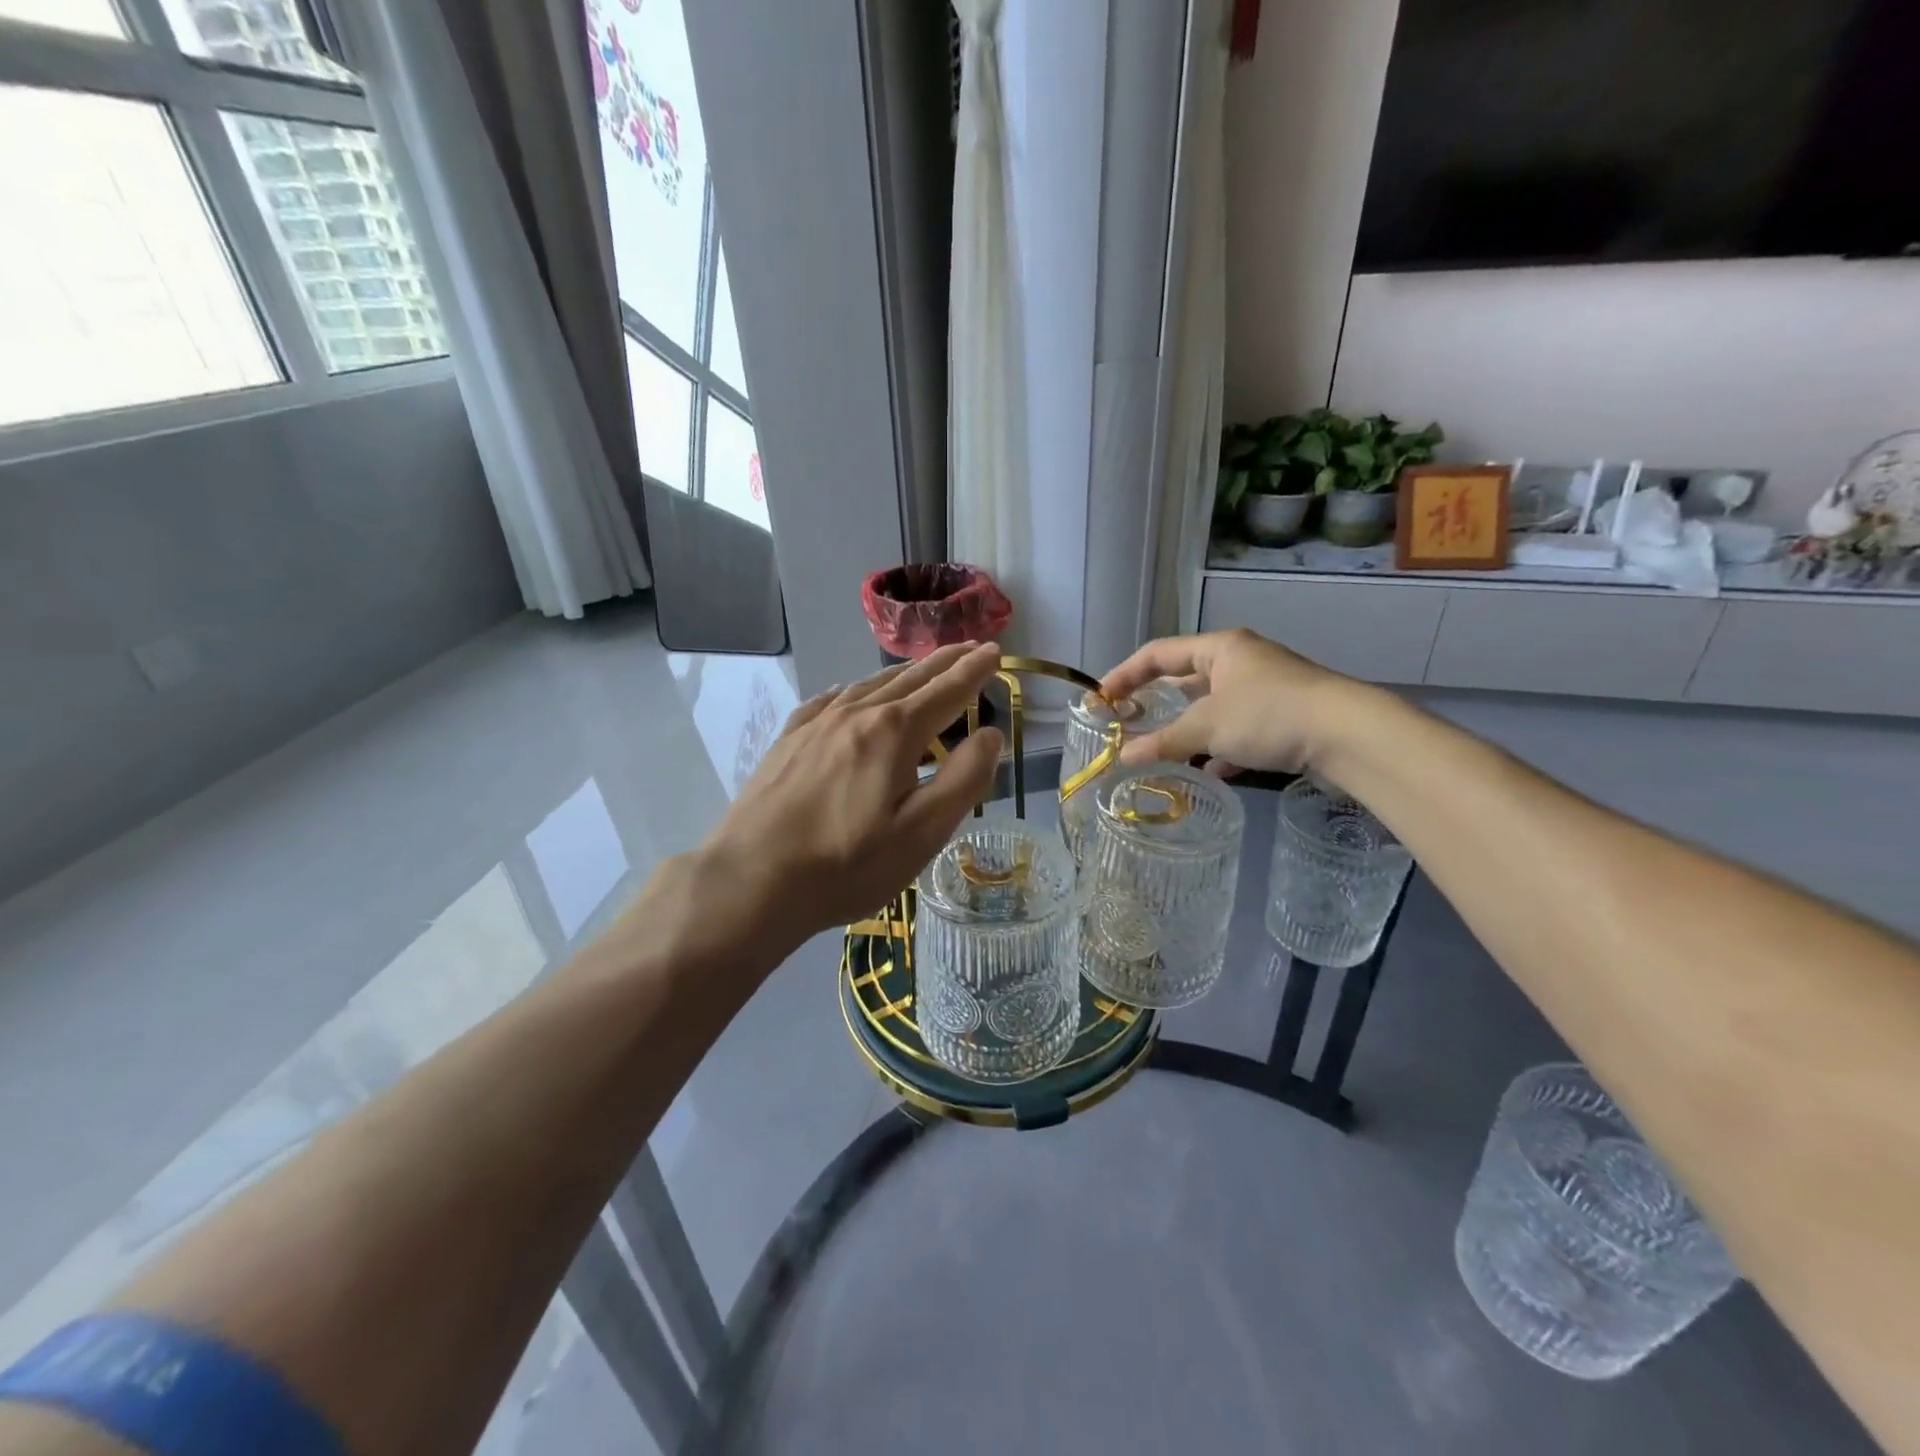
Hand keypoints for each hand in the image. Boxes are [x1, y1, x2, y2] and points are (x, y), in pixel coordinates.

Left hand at [694, 643, 1005, 957]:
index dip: (973, 671)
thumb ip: (962, 780)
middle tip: (970, 646)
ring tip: (921, 667)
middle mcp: (855, 713)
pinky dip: (852, 690)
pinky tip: (848, 692)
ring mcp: (816, 725)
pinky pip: (827, 701)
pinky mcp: (788, 741)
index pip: (946, 692)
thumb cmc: (846, 864)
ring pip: (869, 685)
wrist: (751, 880)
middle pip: (909, 679)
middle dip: (944, 662)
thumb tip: (990, 735)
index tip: (994, 652)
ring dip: (903, 673)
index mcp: (893, 732)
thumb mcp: (920, 833)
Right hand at [1100, 628, 1356, 776]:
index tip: (1100, 699)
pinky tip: (1211, 771)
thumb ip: (1162, 742)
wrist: (1349, 735)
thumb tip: (1122, 758)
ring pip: (1213, 709)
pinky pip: (1239, 731)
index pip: (1158, 654)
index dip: (1124, 674)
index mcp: (1220, 648)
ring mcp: (1265, 690)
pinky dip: (1220, 749)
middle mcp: (1241, 662)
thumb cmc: (1268, 715)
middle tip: (1128, 724)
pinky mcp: (1284, 719)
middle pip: (1186, 679)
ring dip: (1188, 731)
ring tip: (1162, 752)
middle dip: (1157, 704)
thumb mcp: (1207, 727)